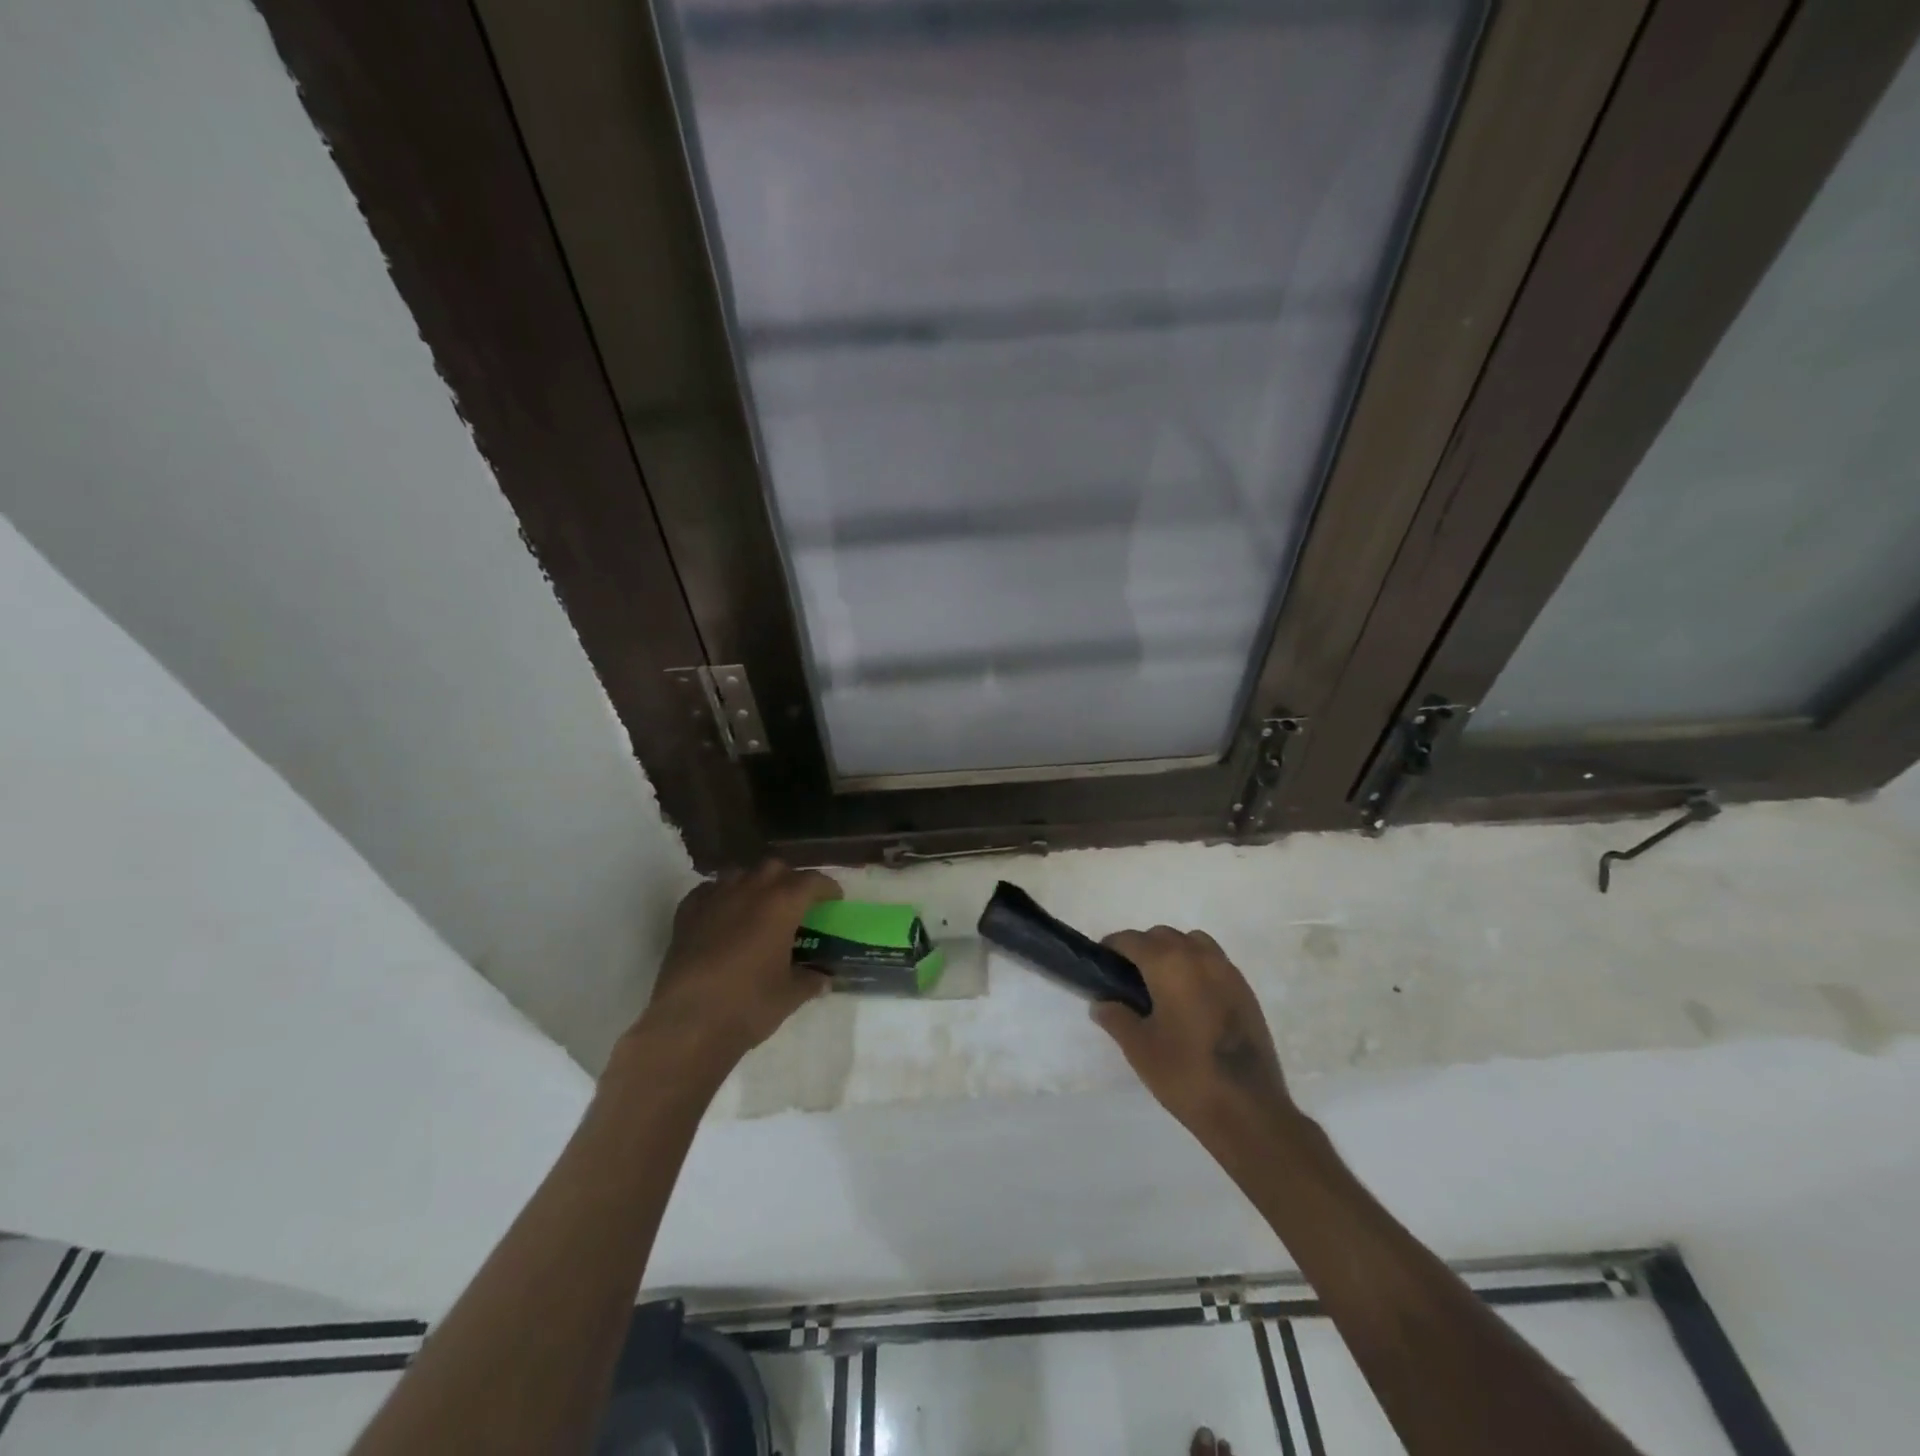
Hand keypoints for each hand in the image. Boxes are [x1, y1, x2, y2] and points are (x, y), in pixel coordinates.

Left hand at [625, 861, 840, 1077]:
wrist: (688, 1023)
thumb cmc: (748, 1005)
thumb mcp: (790, 995)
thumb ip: (810, 980)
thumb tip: (822, 978)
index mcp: (782, 904)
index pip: (812, 880)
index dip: (826, 888)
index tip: (833, 900)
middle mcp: (749, 890)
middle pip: (775, 868)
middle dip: (790, 880)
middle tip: (797, 902)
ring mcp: (714, 898)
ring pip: (740, 874)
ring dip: (755, 884)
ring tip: (760, 906)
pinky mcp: (687, 914)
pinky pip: (709, 891)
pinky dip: (722, 896)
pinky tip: (723, 914)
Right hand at [1092, 927, 1293, 1139]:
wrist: (1249, 1109)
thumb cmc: (1185, 1074)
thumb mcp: (1139, 1048)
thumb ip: (1115, 1018)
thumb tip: (1102, 1003)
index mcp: (1169, 964)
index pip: (1132, 940)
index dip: (1112, 946)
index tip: (1102, 963)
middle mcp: (1199, 957)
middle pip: (1163, 935)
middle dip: (1142, 948)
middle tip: (1128, 978)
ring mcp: (1227, 971)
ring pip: (1192, 943)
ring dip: (1173, 952)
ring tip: (1162, 984)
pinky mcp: (1245, 991)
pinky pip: (1214, 962)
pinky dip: (1197, 967)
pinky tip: (1190, 999)